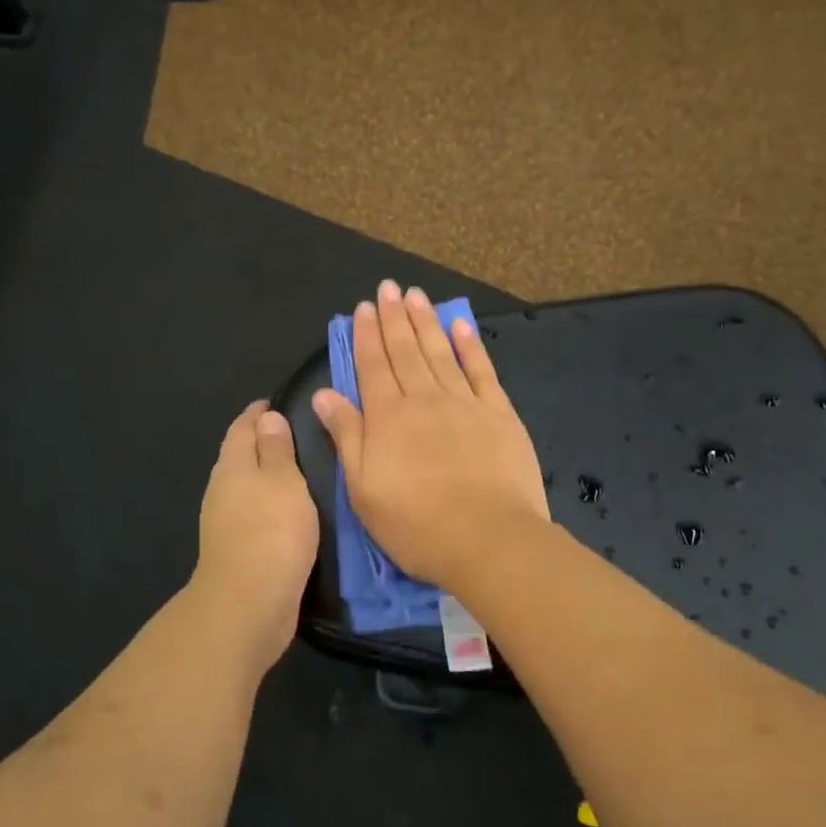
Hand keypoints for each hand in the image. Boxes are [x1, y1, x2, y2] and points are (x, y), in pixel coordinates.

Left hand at [191, 401, 319, 670]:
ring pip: (247, 486)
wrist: (248, 604)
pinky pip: (255, 513)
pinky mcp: (238, 549)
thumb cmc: (271, 532)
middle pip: (240, 455)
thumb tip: (266, 417)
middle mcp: (222, 490)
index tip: (278, 402)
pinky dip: (270, 503)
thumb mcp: (282, 481)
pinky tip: (290, 510)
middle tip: (297, 432)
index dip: (259, 412)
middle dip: (262, 441)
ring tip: (300, 469)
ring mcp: (226, 522)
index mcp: (232, 466)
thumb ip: (275, 448)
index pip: (243, 427)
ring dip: (267, 475)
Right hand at [312, 281, 547, 589]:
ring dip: (426, 322)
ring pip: (440, 352)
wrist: (489, 539)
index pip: (373, 366)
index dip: (366, 335)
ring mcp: (465, 403)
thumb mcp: (364, 489)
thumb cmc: (416, 524)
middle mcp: (424, 399)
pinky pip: (482, 370)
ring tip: (416, 295)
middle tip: (388, 287)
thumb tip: (325, 394)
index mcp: (388, 418)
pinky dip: (470, 345)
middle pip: (405, 351)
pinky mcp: (499, 414)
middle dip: (394, 317)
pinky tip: (461, 325)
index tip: (363, 307)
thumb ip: (346, 436)